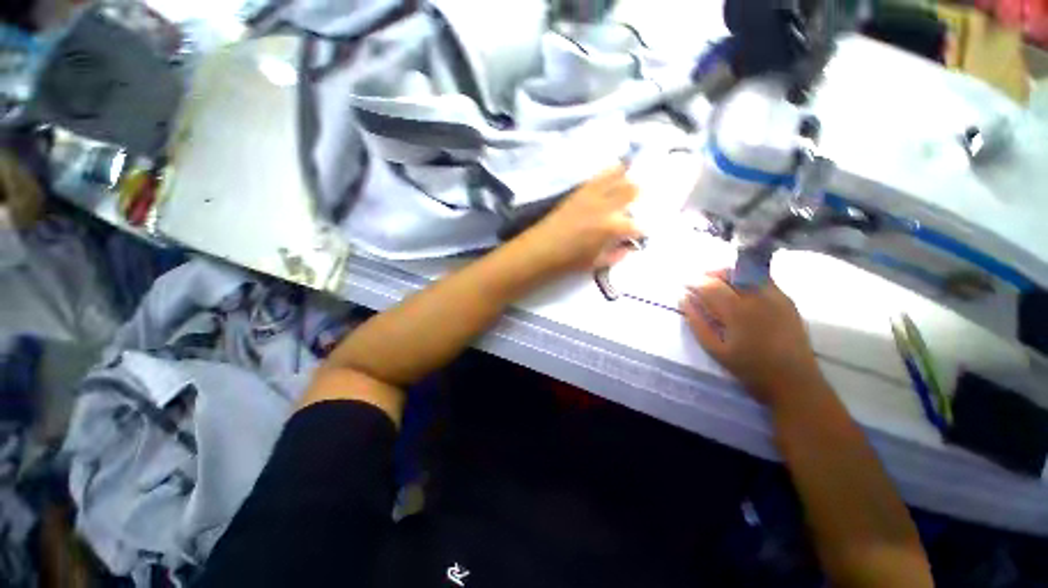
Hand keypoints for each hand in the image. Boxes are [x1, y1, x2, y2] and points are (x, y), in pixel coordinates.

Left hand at [516, 166, 641, 274]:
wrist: (542, 248)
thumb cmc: (570, 260)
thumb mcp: (597, 263)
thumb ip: (617, 255)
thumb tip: (628, 247)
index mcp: (612, 228)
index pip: (636, 225)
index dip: (641, 230)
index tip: (639, 234)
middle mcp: (606, 206)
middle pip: (632, 191)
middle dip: (639, 197)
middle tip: (636, 205)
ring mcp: (593, 195)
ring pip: (618, 177)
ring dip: (627, 180)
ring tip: (630, 183)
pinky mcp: (580, 190)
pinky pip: (600, 176)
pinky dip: (611, 172)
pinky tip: (616, 170)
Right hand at [680, 271, 825, 411]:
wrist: (794, 381)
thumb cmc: (750, 368)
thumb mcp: (715, 349)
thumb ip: (697, 322)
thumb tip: (683, 298)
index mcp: (737, 310)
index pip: (711, 285)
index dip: (694, 282)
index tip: (684, 285)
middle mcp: (758, 297)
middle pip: (730, 273)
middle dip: (710, 274)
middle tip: (698, 283)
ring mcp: (775, 296)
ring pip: (747, 272)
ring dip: (728, 274)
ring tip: (717, 284)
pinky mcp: (787, 300)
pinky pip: (762, 280)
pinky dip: (746, 279)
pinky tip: (739, 291)